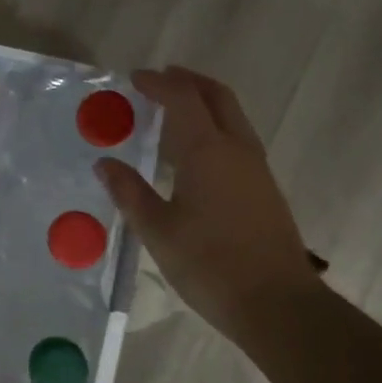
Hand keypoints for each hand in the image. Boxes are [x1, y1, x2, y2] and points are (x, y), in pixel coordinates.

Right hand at [96, 66, 321, 338]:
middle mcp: (237, 148)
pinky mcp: (265, 187)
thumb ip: (130, 193)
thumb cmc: (210, 265)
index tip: (134, 78)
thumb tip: (104, 164)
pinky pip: (238, 137)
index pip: (182, 98)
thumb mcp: (158, 231)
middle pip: (216, 96)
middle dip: (188, 81)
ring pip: (232, 116)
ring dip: (204, 102)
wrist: (277, 304)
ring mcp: (256, 167)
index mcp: (208, 151)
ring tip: (175, 110)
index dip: (157, 83)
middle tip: (160, 79)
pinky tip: (197, 151)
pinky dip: (215, 125)